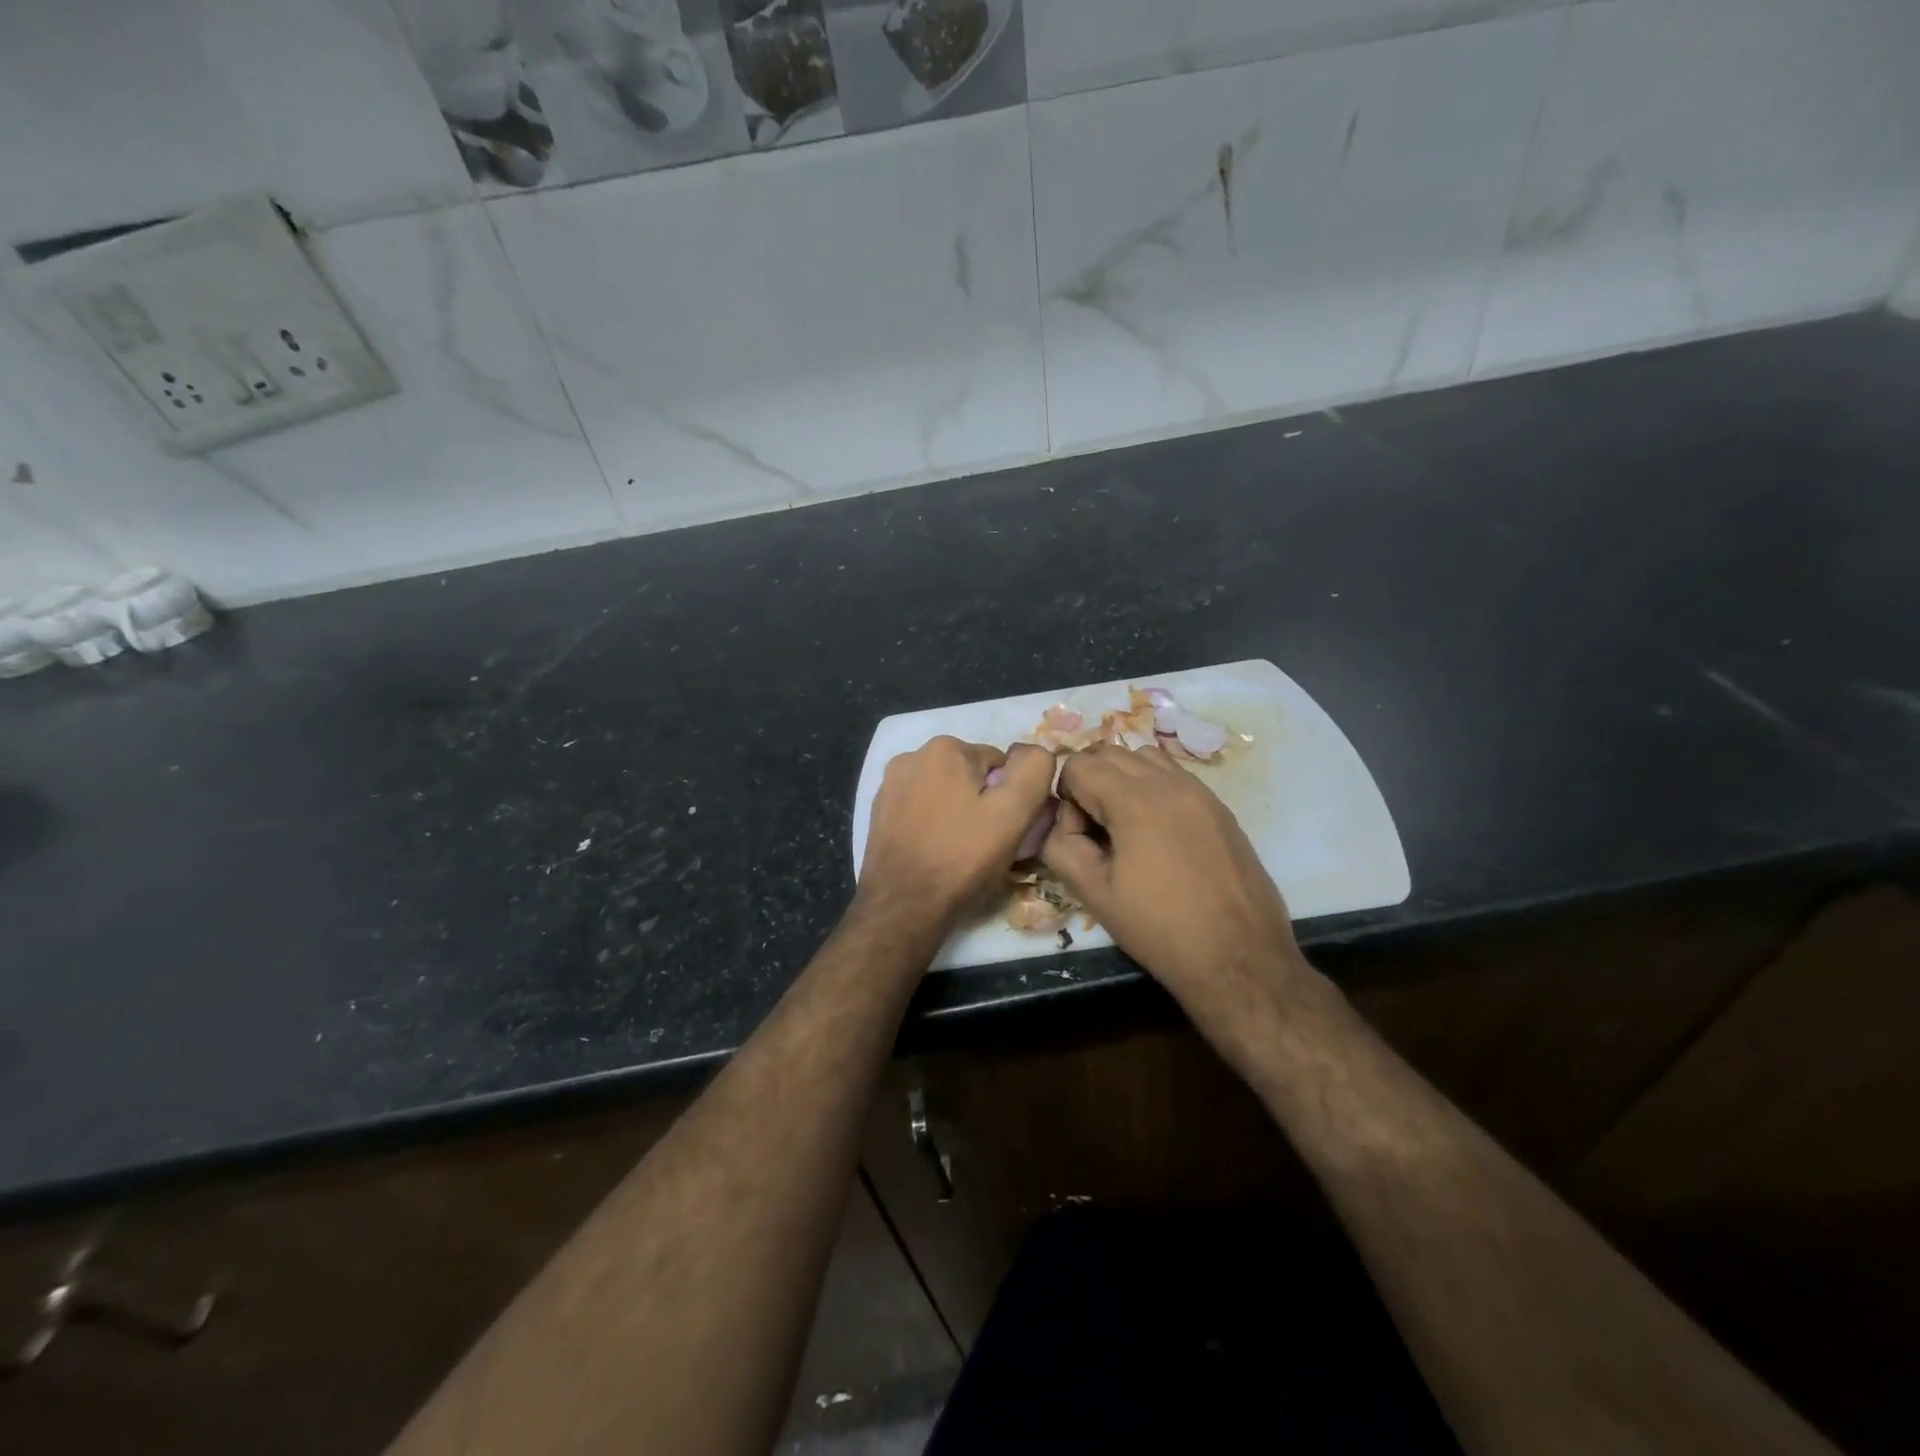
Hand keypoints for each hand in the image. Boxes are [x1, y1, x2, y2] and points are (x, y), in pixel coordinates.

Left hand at [859, 737, 1055, 929]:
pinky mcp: (879, 813)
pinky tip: (936, 852)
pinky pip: (921, 810)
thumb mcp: (1013, 814)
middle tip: (986, 843)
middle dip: (983, 803)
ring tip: (960, 852)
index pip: (1000, 764)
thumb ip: (1032, 771)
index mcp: (944, 748)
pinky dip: (934, 825)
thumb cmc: (961, 859)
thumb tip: (1035, 752)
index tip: (1006, 829)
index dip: (1011, 798)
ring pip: (945, 793)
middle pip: (970, 776)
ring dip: (958, 814)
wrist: (903, 908)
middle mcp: (912, 756)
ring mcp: (890, 785)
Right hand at [1042, 744, 1309, 1029]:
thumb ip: (1062, 848)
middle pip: (1110, 752)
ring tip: (1126, 827)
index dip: (1066, 799)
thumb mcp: (1095, 895)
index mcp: (1135, 801)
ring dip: (1123, 779)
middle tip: (1096, 832)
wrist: (1241, 961)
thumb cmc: (1162, 931)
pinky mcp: (1220, 808)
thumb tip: (1060, 824)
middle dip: (1090, 782)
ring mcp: (1201, 792)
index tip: (1079, 838)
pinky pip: (1174, 775)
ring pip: (1145, 757)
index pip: (1078, 766)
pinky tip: (1157, 834)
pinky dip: (1153, 787)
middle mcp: (1170, 783)